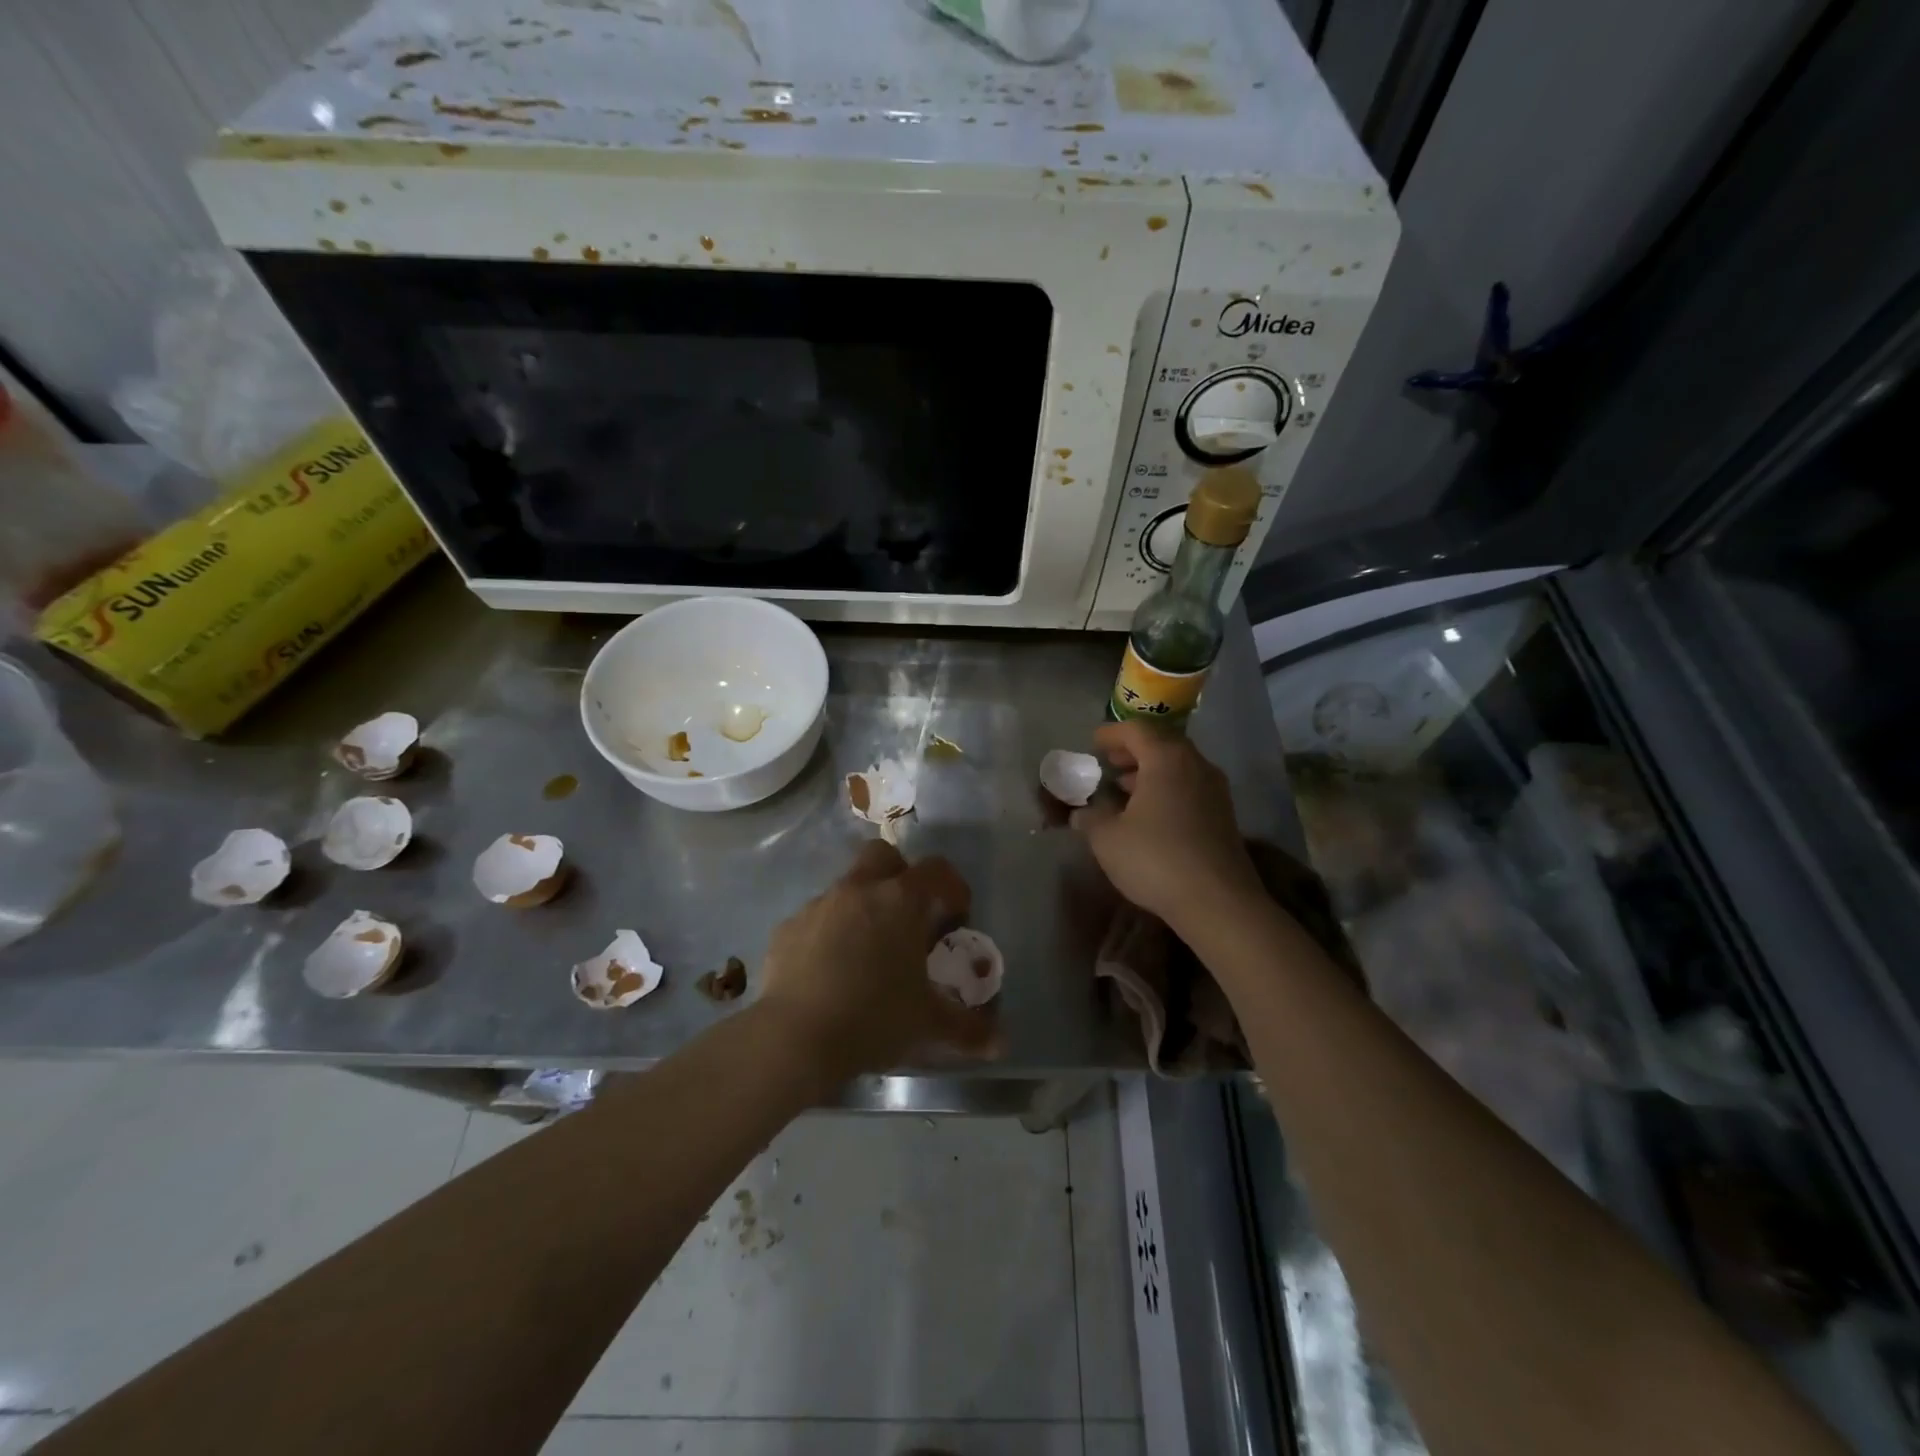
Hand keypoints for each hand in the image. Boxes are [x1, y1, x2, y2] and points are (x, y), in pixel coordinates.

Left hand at [758, 841, 999, 1084]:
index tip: (956, 918)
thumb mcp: (927, 1025)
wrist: (793, 1037)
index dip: (952, 887)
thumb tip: (1001, 1045)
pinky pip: (816, 919)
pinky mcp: (787, 928)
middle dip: (899, 876)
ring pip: (846, 888)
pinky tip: (830, 972)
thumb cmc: (873, 1018)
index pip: (936, 870)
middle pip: (882, 855)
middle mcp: (858, 890)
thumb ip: (968, 1030)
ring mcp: (818, 905)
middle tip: (908, 916)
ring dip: (862, 908)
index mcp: (900, 900)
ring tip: (868, 954)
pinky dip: (829, 934)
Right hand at [1072, 721, 1264, 931]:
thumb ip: (1091, 818)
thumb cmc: (1156, 859)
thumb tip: (1082, 812)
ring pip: (1178, 767)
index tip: (1093, 743)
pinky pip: (1189, 788)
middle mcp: (1196, 765)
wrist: (1218, 902)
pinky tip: (1148, 814)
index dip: (1111, 734)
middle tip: (1108, 763)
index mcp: (1167, 759)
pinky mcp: (1223, 816)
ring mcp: (1215, 790)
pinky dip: (1166, 790)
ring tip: (1123, 789)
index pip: (1137, 730)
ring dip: (1150, 772)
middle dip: (1132, 751)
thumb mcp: (1108, 839)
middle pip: (1162, 744)